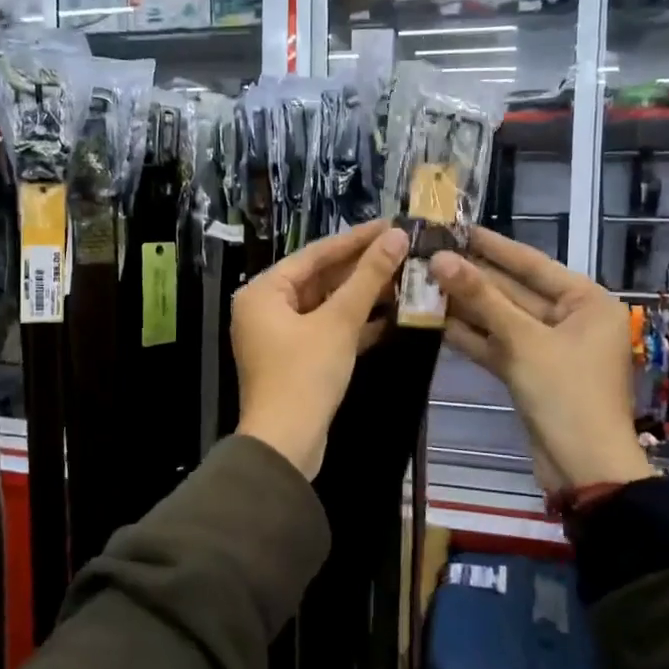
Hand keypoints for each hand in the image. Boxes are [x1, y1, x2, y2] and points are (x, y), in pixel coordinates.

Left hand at [232, 220, 407, 479]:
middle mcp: (265, 308)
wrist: (286, 444)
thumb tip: (397, 237)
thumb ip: (368, 278)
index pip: (315, 254)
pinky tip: (392, 316)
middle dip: (362, 268)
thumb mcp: (339, 322)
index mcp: (263, 291)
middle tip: (404, 250)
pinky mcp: (296, 359)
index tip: (391, 225)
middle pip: (320, 278)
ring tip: (406, 278)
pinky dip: (355, 323)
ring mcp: (280, 336)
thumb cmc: (305, 375)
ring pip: (326, 305)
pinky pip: (327, 330)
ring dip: (363, 296)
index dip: (356, 239)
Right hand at [429, 228, 653, 491]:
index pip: (532, 264)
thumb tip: (440, 259)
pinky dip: (472, 336)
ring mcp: (549, 348)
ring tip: (423, 282)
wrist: (584, 468)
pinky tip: (435, 320)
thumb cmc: (566, 394)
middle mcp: (571, 319)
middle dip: (473, 277)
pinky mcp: (531, 372)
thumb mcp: (523, 341)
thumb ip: (481, 299)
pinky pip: (499, 345)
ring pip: (502, 319)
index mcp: (586, 302)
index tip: (457, 227)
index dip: (493, 246)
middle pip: (514, 291)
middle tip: (430, 254)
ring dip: (466, 306)